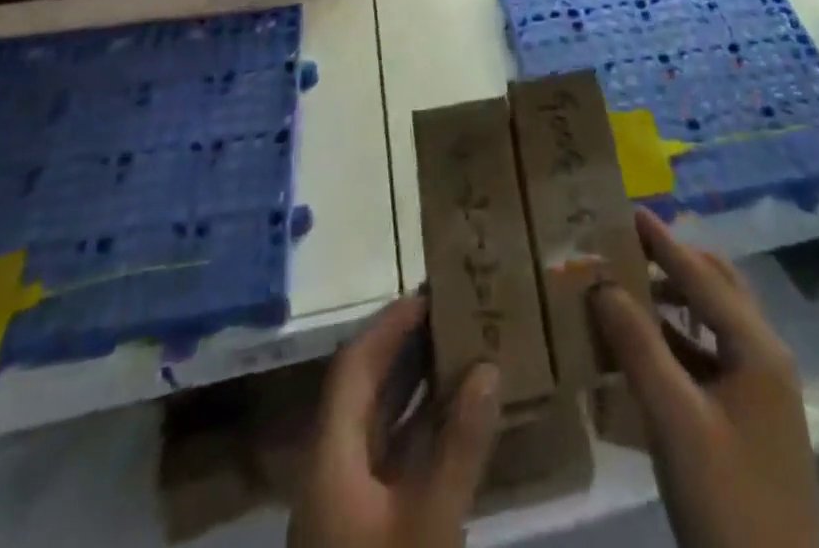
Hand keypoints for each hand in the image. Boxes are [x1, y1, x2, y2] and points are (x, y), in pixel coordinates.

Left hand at [288, 296, 501, 547]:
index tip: (430, 294)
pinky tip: (457, 423)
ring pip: (379, 426)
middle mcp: (329, 468)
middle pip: (365, 389)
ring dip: (417, 389)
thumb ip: (460, 443)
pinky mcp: (362, 531)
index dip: (389, 325)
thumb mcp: (430, 520)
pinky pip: (391, 459)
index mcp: (329, 454)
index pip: (353, 365)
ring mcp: (343, 504)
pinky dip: (420, 431)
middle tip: (453, 315)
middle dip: (407, 349)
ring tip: (462, 353)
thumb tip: (489, 367)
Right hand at [590, 209, 818, 547]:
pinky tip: (644, 348)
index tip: (628, 210)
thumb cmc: (728, 502)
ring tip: (629, 288)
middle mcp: (764, 355)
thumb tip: (602, 284)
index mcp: (756, 347)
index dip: (662, 242)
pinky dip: (679, 340)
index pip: (701, 275)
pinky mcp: (750, 419)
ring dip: (674, 301)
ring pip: (714, 322)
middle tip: (628, 248)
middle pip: (716, 288)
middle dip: (674, 262)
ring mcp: (761, 389)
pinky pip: (711, 356)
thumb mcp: (675, 422)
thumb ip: (638, 346)